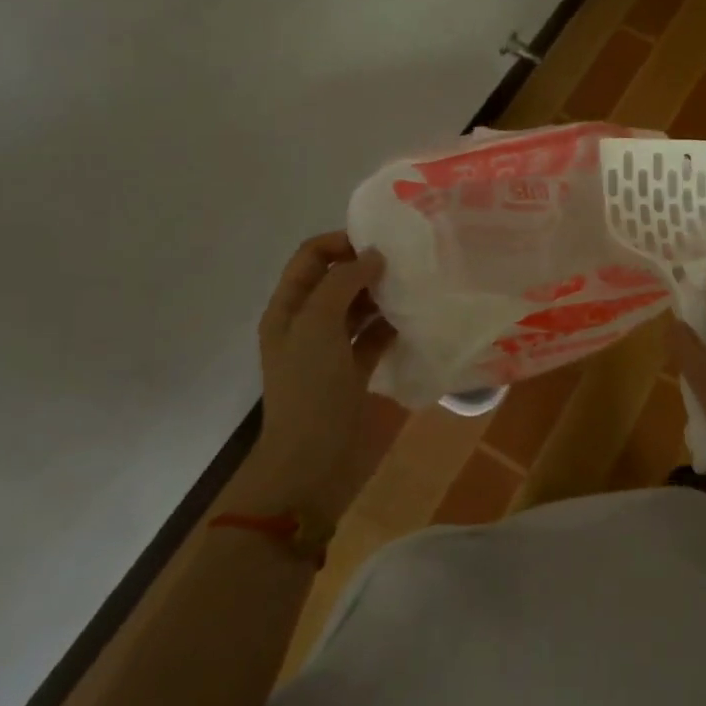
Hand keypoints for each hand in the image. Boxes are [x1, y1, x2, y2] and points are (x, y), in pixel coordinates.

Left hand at [238, 232, 395, 523]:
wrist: (311, 464)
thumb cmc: (310, 388)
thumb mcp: (318, 325)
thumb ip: (344, 282)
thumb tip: (374, 256)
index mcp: (289, 307)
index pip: (312, 256)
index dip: (341, 242)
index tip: (380, 243)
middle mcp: (308, 322)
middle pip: (338, 278)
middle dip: (367, 265)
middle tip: (406, 262)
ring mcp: (332, 348)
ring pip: (359, 306)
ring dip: (383, 294)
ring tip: (416, 285)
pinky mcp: (355, 371)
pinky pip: (375, 336)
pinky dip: (392, 325)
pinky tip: (416, 319)